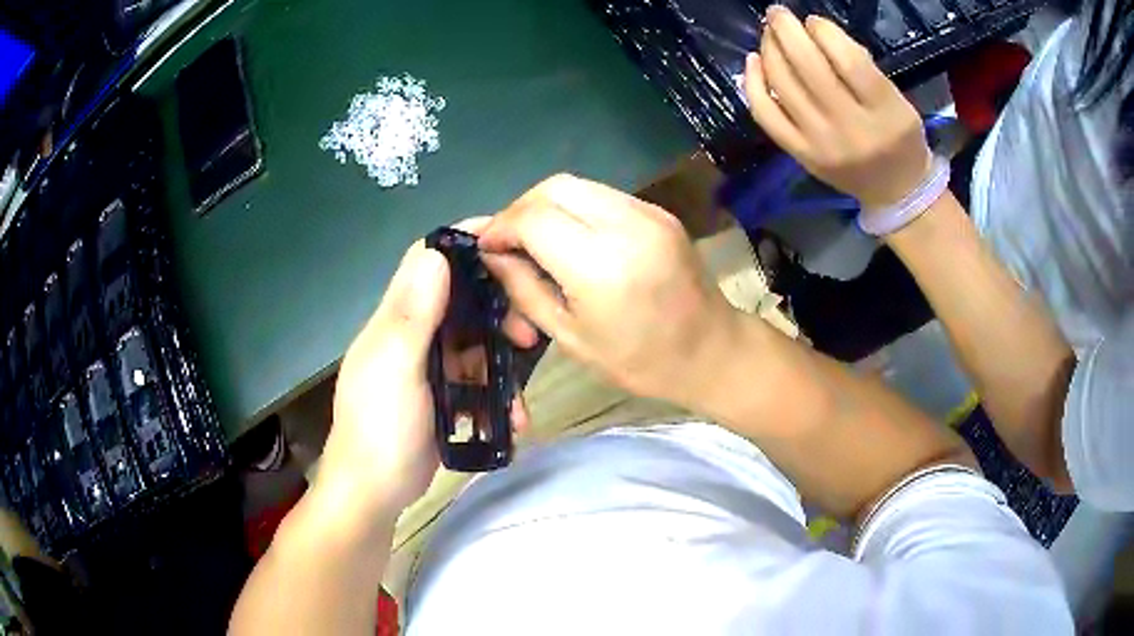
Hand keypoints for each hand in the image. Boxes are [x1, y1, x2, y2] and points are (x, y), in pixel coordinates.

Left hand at [319, 221, 531, 523]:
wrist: (373, 493)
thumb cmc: (379, 428)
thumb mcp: (395, 369)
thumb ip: (413, 314)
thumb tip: (437, 253)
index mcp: (396, 319)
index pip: (427, 261)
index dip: (462, 244)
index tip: (507, 243)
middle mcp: (412, 335)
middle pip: (460, 302)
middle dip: (497, 310)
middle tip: (527, 333)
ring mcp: (428, 367)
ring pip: (474, 344)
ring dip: (500, 360)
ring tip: (520, 389)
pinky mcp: (443, 397)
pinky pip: (476, 381)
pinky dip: (495, 393)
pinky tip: (511, 417)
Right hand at [478, 174, 739, 406]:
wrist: (711, 351)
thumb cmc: (639, 361)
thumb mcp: (569, 337)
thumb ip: (523, 288)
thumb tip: (490, 252)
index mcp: (601, 266)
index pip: (533, 218)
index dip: (500, 227)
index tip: (486, 247)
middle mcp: (625, 225)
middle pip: (553, 187)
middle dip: (520, 208)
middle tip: (508, 241)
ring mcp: (647, 212)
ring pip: (577, 184)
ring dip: (546, 206)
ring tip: (536, 240)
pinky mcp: (658, 211)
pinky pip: (602, 195)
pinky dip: (575, 208)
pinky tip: (571, 237)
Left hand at [744, 7, 930, 209]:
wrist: (894, 192)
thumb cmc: (900, 139)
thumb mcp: (898, 101)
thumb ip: (864, 68)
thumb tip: (817, 34)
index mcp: (885, 112)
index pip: (848, 61)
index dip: (824, 32)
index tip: (814, 21)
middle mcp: (851, 129)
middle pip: (809, 68)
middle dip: (787, 31)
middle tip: (777, 13)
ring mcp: (821, 144)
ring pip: (783, 85)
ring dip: (770, 50)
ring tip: (769, 33)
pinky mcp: (800, 155)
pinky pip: (766, 115)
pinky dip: (752, 84)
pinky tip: (753, 61)